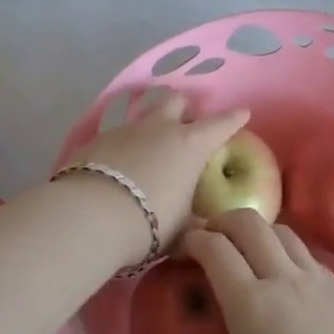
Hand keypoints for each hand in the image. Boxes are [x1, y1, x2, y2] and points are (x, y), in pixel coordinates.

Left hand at [59, 91, 249, 249]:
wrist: (90, 216)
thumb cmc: (150, 221)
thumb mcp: (181, 230)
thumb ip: (196, 226)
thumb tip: (206, 233)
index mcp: (190, 145)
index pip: (220, 125)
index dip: (233, 119)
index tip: (242, 113)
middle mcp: (159, 128)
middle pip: (176, 100)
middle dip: (184, 108)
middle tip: (186, 125)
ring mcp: (125, 130)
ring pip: (143, 117)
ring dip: (150, 129)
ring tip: (148, 151)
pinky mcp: (95, 140)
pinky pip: (115, 137)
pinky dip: (122, 148)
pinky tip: (118, 168)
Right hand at [176, 211, 333, 333]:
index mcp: (249, 303)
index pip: (214, 248)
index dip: (191, 239)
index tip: (180, 249)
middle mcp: (282, 279)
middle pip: (249, 223)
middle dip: (222, 221)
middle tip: (210, 239)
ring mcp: (318, 281)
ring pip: (283, 232)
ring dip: (258, 232)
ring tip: (248, 252)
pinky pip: (309, 256)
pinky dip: (289, 254)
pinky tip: (288, 281)